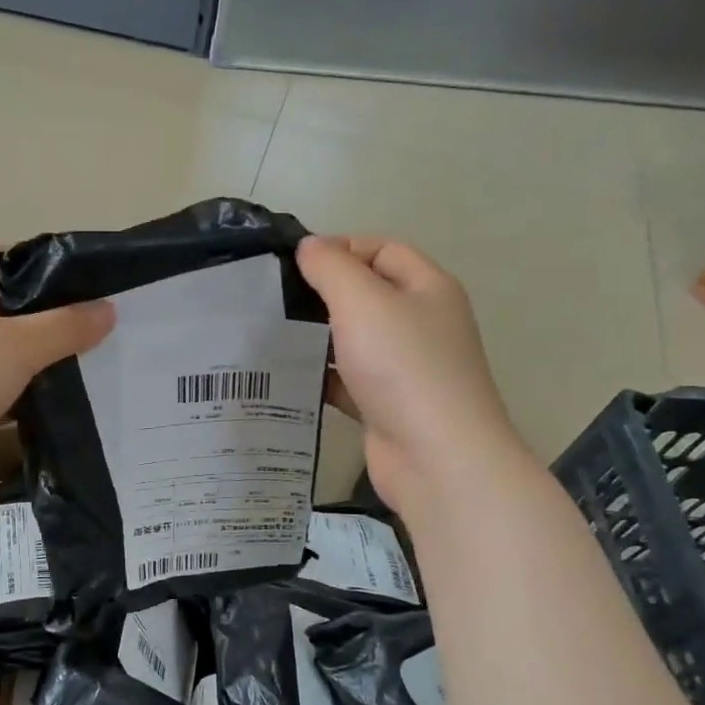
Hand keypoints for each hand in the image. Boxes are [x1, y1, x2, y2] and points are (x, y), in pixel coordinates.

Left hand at [0, 242, 113, 502]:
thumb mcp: (15, 348)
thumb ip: (63, 328)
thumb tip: (108, 310)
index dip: (16, 256)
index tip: (58, 278)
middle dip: (28, 314)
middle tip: (74, 327)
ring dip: (17, 360)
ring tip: (66, 367)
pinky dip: (3, 398)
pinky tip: (35, 409)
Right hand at [296, 235, 525, 517]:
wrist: (436, 458)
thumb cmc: (403, 367)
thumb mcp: (363, 302)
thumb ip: (332, 267)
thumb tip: (309, 246)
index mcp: (427, 288)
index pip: (381, 249)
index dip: (339, 248)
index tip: (292, 264)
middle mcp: (421, 324)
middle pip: (367, 295)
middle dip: (322, 294)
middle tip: (272, 300)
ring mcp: (405, 369)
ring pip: (355, 341)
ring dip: (318, 338)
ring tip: (269, 336)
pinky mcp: (386, 406)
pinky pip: (348, 382)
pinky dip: (321, 379)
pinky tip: (286, 380)